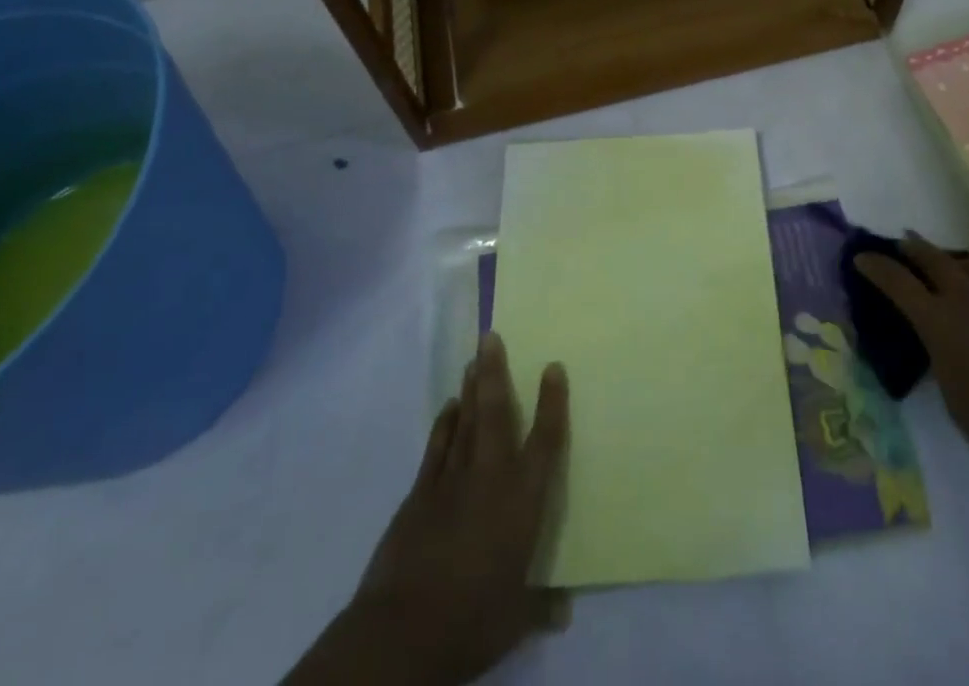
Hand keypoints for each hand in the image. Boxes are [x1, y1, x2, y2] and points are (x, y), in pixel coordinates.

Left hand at [288, 334, 569, 685]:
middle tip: (491, 337)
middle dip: (495, 374)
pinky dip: (443, 424)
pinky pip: (436, 448)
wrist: (403, 631)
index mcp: (521, 501)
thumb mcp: (515, 620)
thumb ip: (541, 606)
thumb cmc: (472, 621)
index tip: (553, 367)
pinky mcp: (419, 494)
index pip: (544, 441)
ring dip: (470, 390)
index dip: (551, 403)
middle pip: (495, 414)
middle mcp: (489, 478)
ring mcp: (451, 481)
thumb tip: (566, 608)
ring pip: (464, 422)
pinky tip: (448, 407)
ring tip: (474, 360)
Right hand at [854, 235, 968, 479]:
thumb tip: (937, 337)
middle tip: (901, 246)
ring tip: (946, 266)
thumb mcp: (948, 391)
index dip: (875, 265)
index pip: (896, 280)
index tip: (861, 257)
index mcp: (938, 320)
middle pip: (931, 257)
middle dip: (911, 249)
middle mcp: (966, 297)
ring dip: (950, 260)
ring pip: (968, 262)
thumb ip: (937, 352)